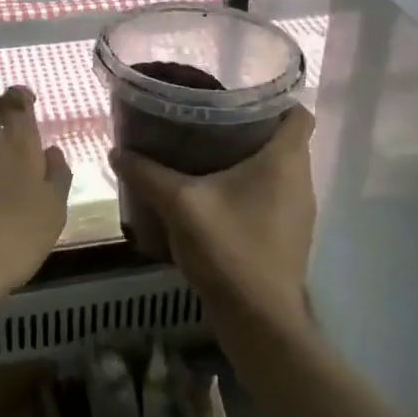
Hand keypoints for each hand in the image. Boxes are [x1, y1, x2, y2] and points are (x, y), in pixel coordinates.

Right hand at [111, 107, 316, 334]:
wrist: (259, 322)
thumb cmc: (229, 250)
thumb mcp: (180, 204)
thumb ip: (148, 174)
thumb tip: (116, 151)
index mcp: (285, 161)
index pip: (298, 113)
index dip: (274, 98)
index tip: (239, 94)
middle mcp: (301, 180)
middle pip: (285, 139)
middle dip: (250, 126)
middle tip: (209, 119)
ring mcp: (297, 211)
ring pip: (279, 169)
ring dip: (249, 159)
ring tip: (206, 152)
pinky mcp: (288, 235)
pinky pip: (273, 196)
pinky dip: (250, 188)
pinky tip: (214, 195)